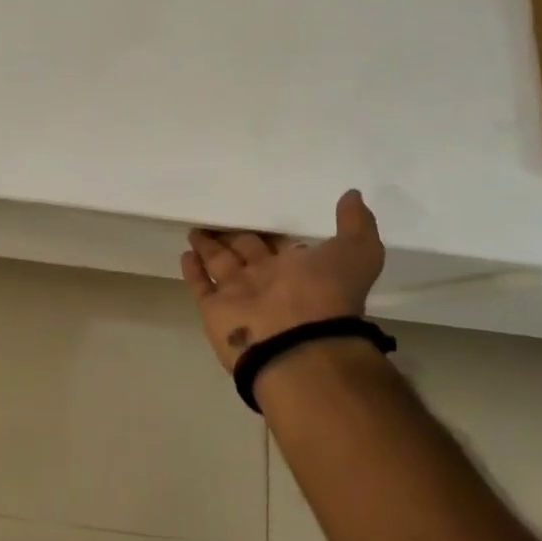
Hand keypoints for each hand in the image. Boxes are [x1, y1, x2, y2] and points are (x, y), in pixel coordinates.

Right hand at [180, 190, 384, 374]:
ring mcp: (239, 295)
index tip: (253, 210)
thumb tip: (352, 195)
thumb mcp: (356, 253)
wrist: (298, 346)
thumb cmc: (325, 295)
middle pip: (245, 250)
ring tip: (195, 228)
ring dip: (208, 247)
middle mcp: (268, 281)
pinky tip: (185, 252)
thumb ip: (355, 224)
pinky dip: (193, 270)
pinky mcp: (214, 308)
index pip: (278, 243)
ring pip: (220, 263)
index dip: (267, 230)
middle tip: (217, 214)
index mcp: (299, 270)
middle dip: (233, 235)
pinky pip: (201, 284)